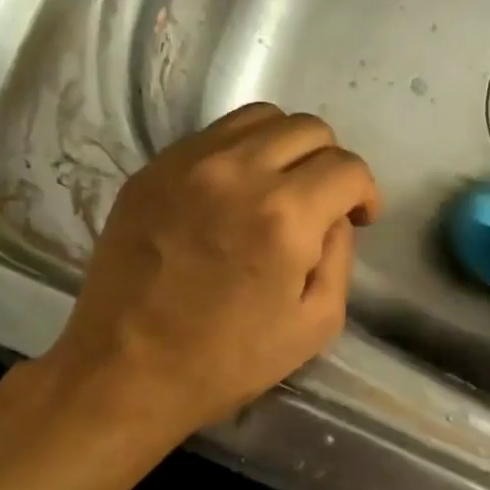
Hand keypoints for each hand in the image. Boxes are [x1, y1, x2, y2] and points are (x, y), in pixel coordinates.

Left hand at [39, 104, 379, 436]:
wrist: (125, 371)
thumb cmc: (226, 362)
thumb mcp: (315, 326)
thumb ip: (340, 258)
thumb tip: (334, 218)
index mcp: (285, 216)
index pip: (346, 167)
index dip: (365, 192)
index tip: (359, 217)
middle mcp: (238, 172)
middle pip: (308, 128)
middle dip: (330, 163)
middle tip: (322, 204)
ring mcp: (187, 164)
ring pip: (259, 118)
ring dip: (286, 147)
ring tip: (279, 188)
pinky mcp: (151, 169)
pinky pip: (212, 136)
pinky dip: (239, 153)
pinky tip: (232, 194)